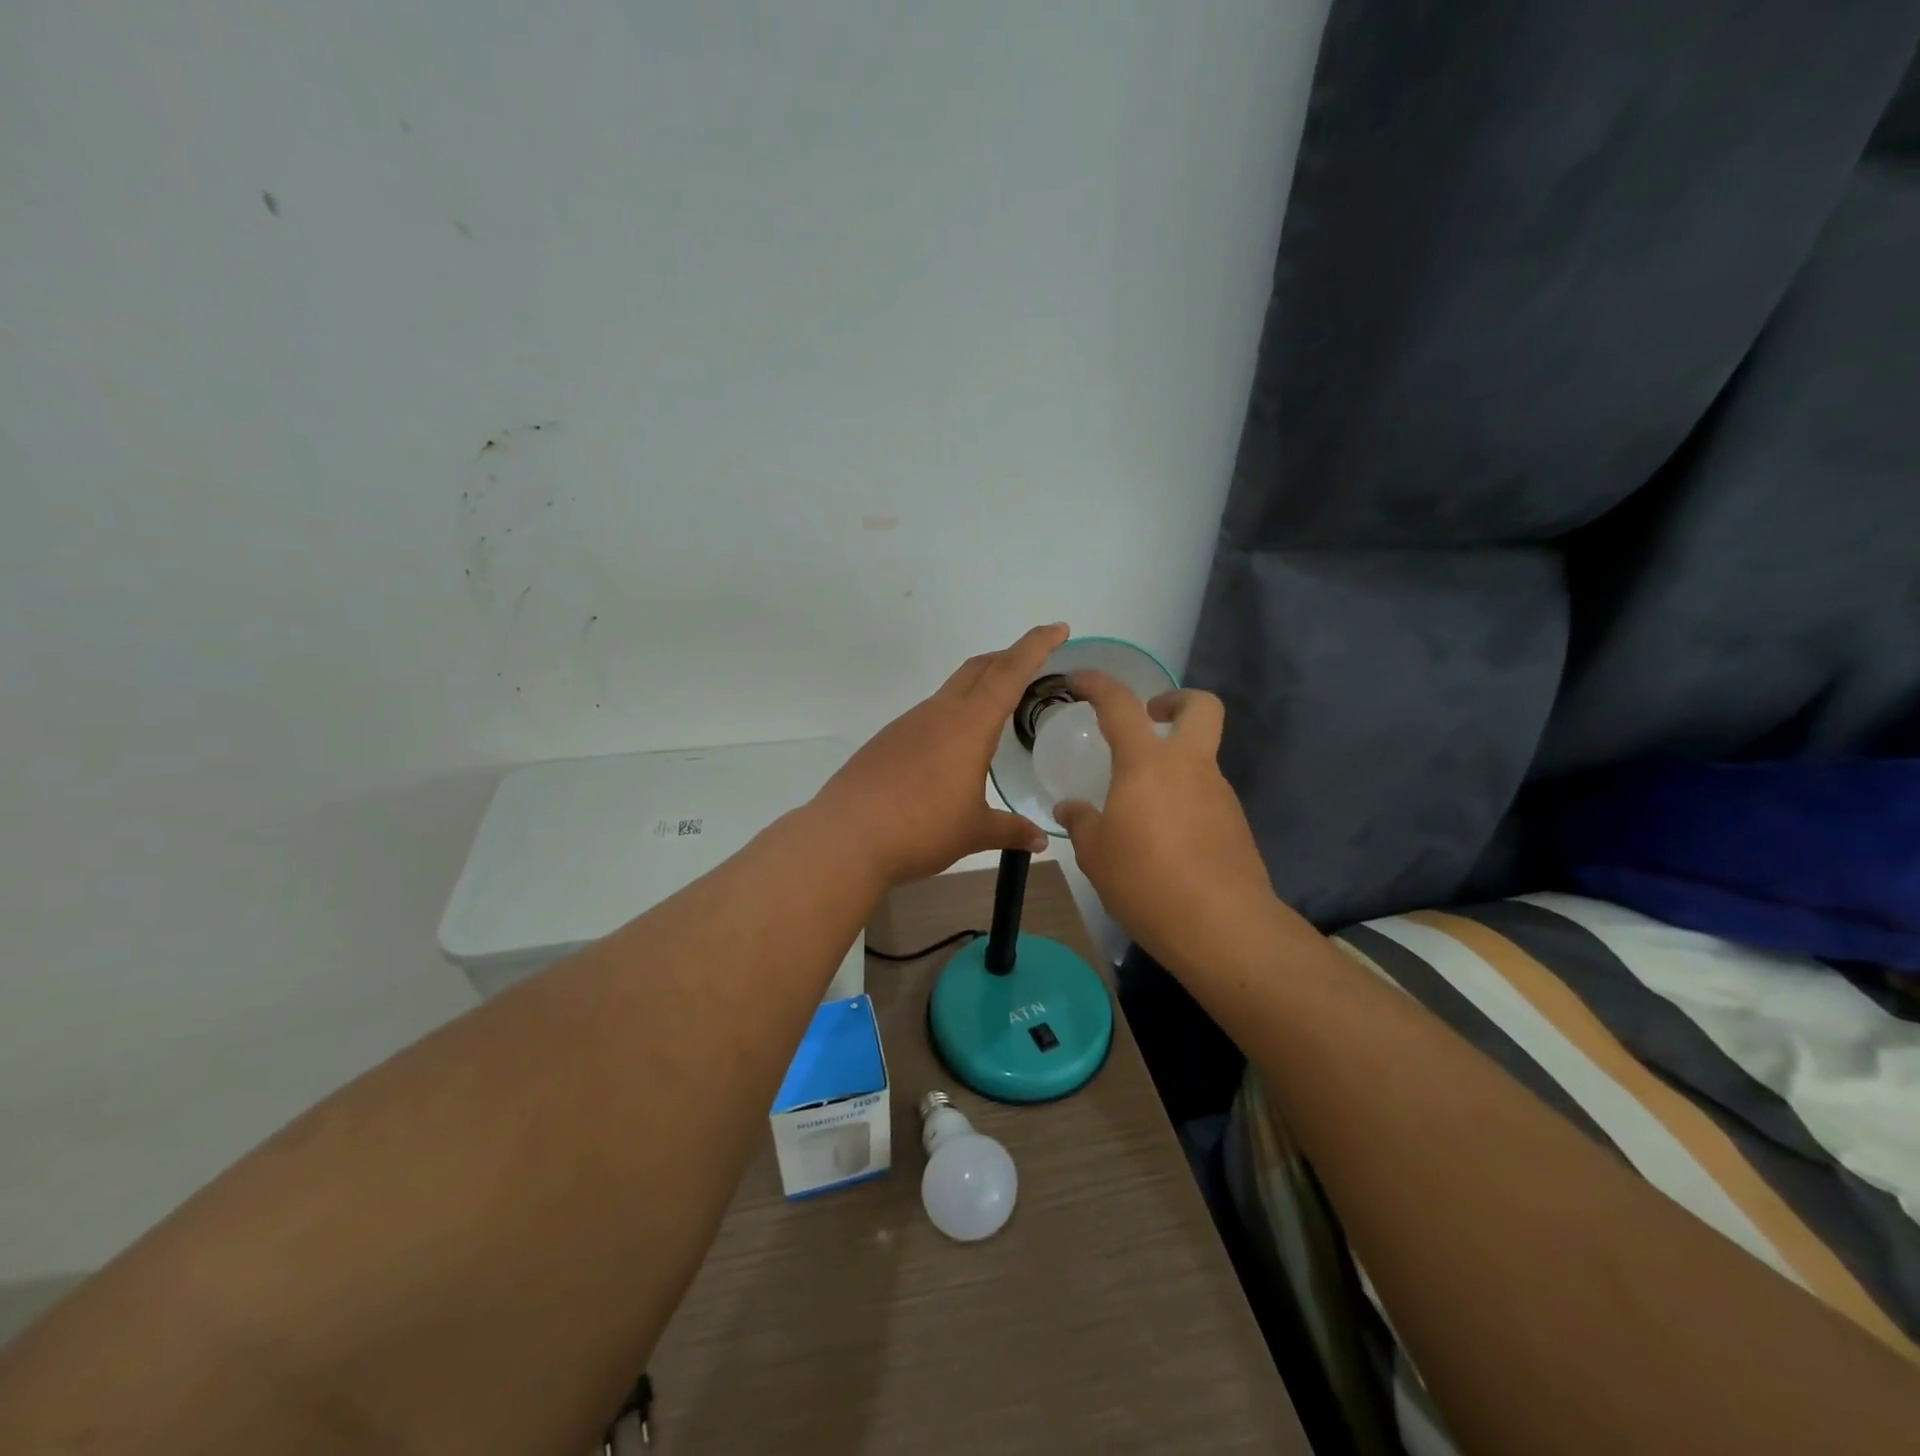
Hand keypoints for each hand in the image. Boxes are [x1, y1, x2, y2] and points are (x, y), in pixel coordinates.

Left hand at [813, 624, 1067, 886]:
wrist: (846, 837)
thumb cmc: (920, 829)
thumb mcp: (974, 832)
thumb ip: (1010, 831)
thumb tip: (1040, 841)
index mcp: (969, 725)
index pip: (1010, 672)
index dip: (1036, 645)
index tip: (1058, 628)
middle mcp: (939, 713)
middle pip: (979, 668)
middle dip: (1009, 657)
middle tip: (1034, 665)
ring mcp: (909, 723)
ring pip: (951, 690)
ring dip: (979, 686)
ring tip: (998, 710)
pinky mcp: (888, 740)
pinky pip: (929, 714)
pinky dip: (953, 714)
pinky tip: (953, 748)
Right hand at [1054, 672, 1274, 974]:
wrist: (1221, 927)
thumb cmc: (1146, 881)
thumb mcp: (1095, 854)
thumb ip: (1082, 822)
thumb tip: (1070, 807)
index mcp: (1147, 764)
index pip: (1121, 704)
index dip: (1098, 684)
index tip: (1078, 680)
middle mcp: (1190, 767)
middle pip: (1201, 707)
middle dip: (1175, 700)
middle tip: (1149, 717)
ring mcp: (1219, 794)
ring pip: (1202, 756)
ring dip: (1175, 762)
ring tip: (1140, 803)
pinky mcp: (1235, 824)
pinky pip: (1206, 795)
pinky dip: (1184, 799)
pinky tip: (1164, 837)